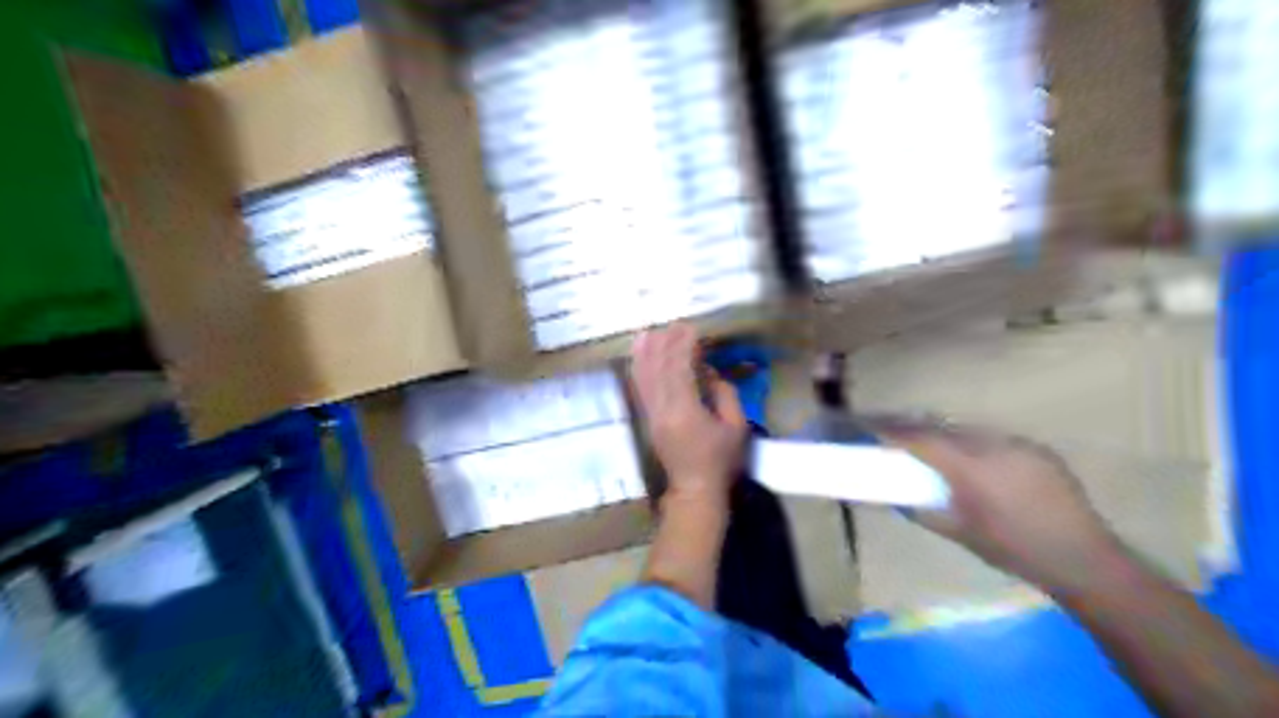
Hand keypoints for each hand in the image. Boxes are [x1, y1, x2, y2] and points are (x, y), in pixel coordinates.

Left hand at [627, 326, 751, 505]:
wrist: (695, 490)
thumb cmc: (721, 461)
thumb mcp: (736, 427)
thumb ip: (725, 394)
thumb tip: (707, 371)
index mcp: (686, 411)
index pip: (680, 369)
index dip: (683, 346)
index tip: (691, 328)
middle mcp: (663, 410)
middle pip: (659, 369)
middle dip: (665, 343)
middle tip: (675, 325)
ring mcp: (651, 415)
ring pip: (644, 376)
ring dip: (646, 352)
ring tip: (650, 331)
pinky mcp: (647, 419)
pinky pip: (640, 388)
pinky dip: (639, 368)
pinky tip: (640, 355)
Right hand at [876, 422, 1121, 594]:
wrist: (1085, 560)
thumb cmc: (1015, 551)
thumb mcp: (961, 534)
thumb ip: (924, 512)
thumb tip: (896, 499)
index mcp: (972, 469)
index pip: (923, 441)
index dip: (895, 434)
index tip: (872, 429)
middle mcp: (994, 447)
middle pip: (944, 430)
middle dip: (917, 431)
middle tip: (896, 435)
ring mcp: (1019, 445)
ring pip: (970, 431)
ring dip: (946, 436)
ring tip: (932, 446)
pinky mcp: (1037, 450)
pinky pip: (994, 439)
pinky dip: (974, 443)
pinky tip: (973, 459)